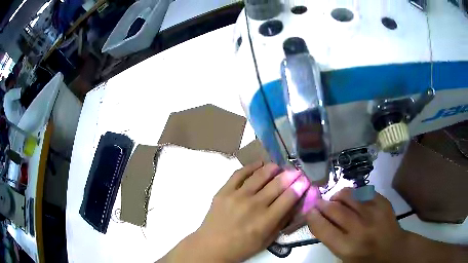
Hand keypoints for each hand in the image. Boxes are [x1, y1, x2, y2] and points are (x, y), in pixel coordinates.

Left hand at [163, 162, 310, 261]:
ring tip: (279, 166)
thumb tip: (294, 204)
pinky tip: (259, 164)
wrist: (212, 245)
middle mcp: (254, 205)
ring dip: (273, 168)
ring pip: (260, 175)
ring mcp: (237, 196)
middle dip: (290, 175)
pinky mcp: (224, 191)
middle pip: (277, 184)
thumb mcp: (267, 240)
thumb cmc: (241, 247)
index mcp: (266, 220)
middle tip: (296, 171)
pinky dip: (251, 166)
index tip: (305, 180)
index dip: (299, 186)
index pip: (288, 198)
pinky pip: (239, 174)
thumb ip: (281, 222)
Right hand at [306, 187, 406, 262]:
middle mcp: (360, 229)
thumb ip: (331, 239)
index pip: (323, 228)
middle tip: (319, 203)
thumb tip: (319, 219)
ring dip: (337, 196)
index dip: (312, 217)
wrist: (393, 249)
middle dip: (322, 204)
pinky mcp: (383, 202)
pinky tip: (353, 199)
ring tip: (336, 199)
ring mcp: (374, 212)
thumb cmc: (365, 258)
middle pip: (334, 208)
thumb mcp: (344, 257)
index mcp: (347, 247)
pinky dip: (354, 194)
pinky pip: (363, 191)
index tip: (309, 211)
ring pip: (348, 194)